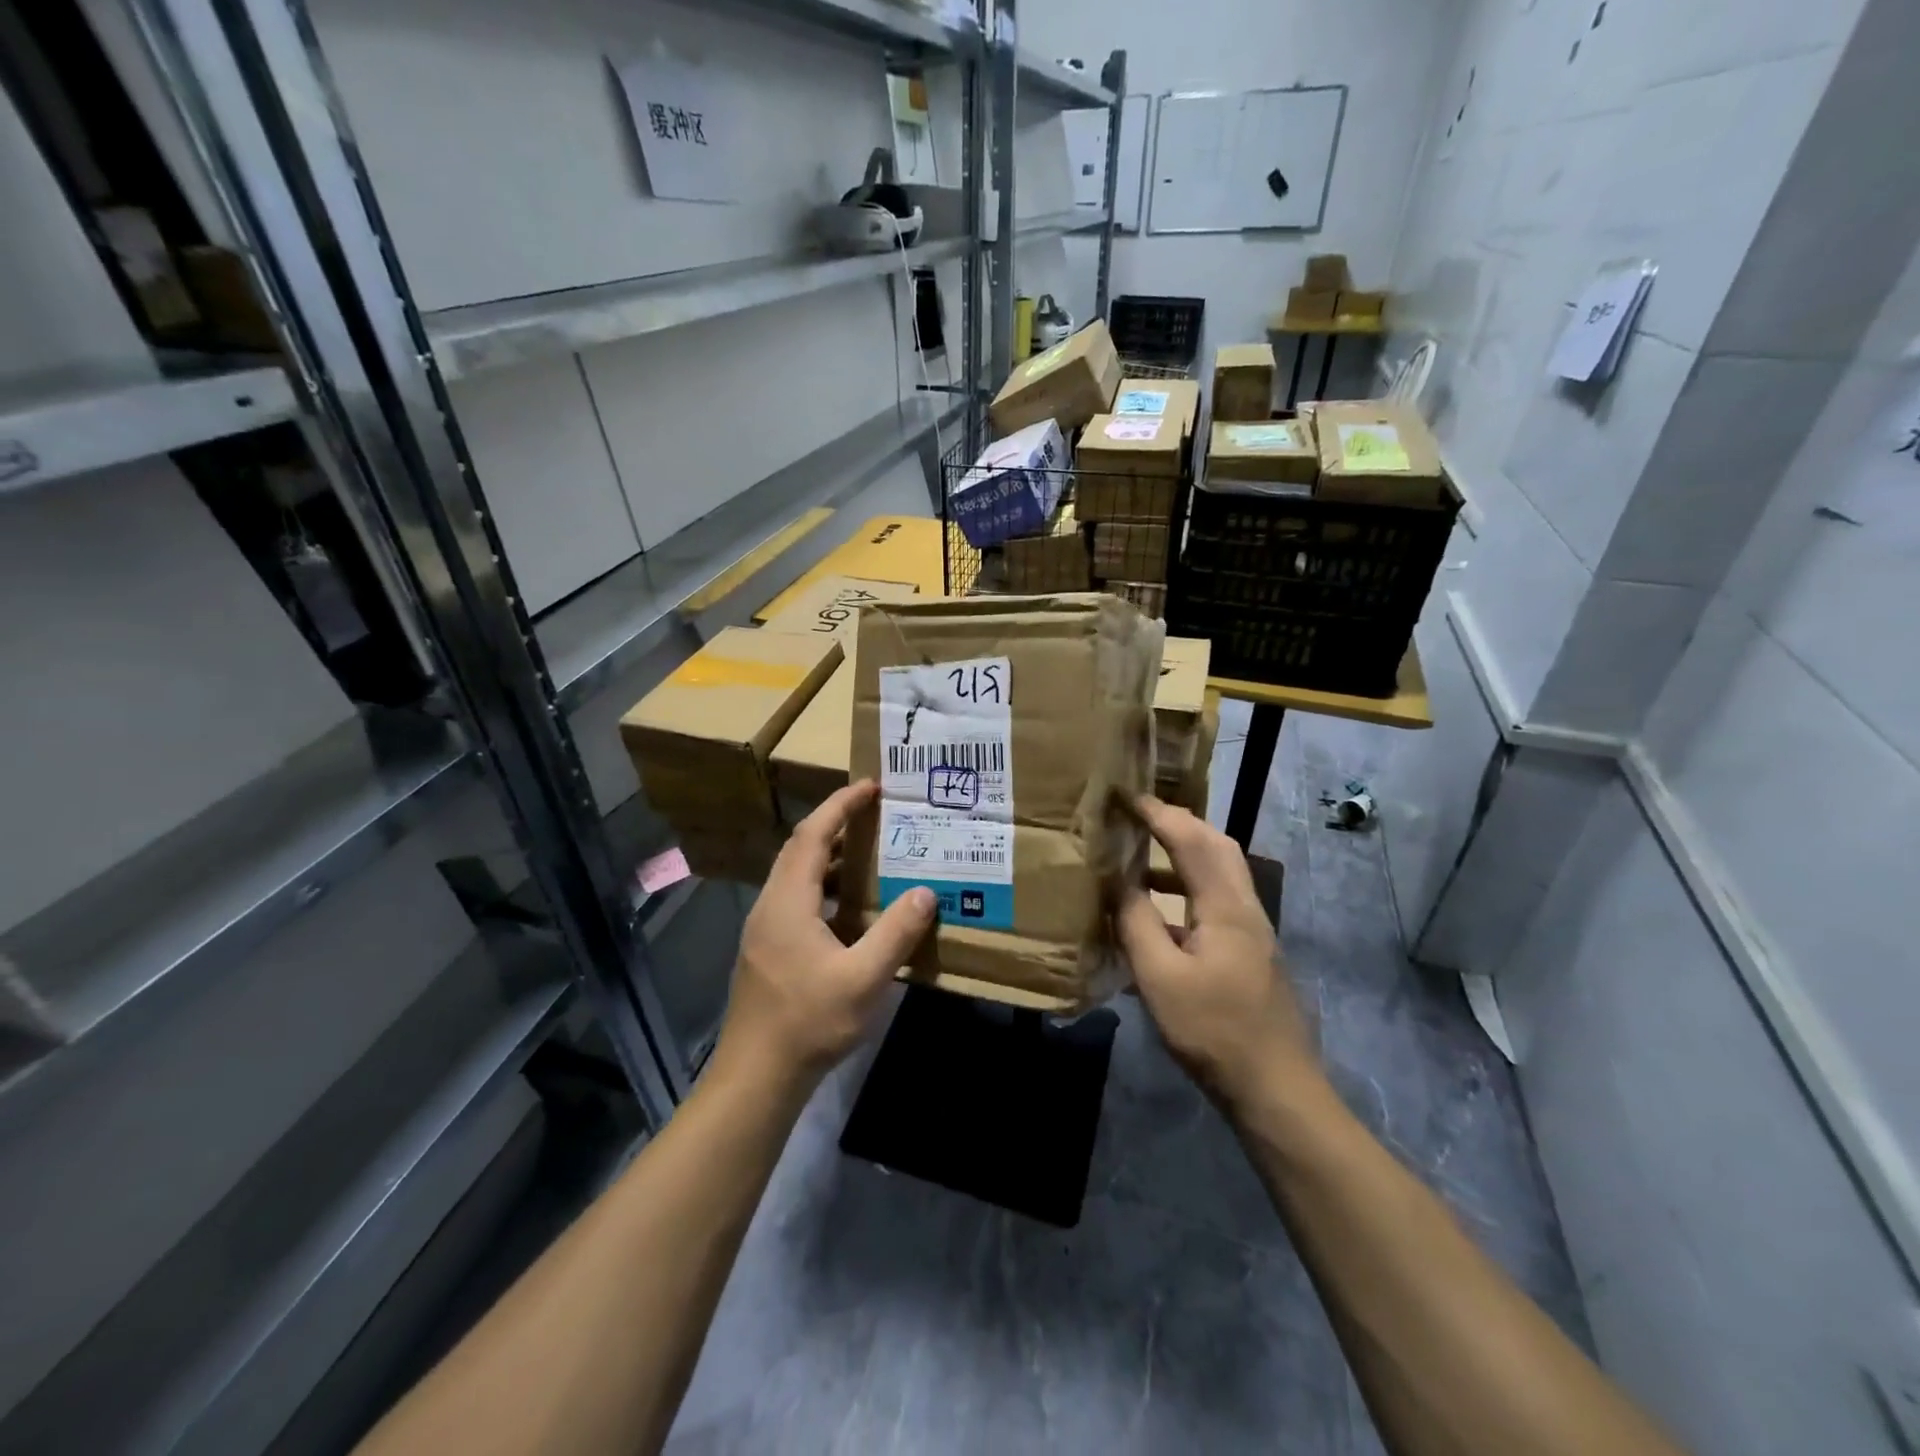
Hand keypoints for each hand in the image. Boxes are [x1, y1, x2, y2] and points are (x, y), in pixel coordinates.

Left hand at [715, 780, 934, 1089]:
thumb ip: (895, 933)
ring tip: (868, 855)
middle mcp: (770, 906)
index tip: (870, 786)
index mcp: (787, 902)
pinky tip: (850, 910)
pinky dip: (824, 887)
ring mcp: (764, 929)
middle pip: (800, 849)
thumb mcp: (863, 979)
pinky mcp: (767, 950)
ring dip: (829, 858)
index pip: (812, 835)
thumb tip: (925, 893)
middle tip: (874, 815)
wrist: (756, 1076)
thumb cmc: (808, 1022)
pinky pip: (796, 899)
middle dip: (835, 824)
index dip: (840, 806)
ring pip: (796, 876)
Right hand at [1117, 796, 1316, 1110]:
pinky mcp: (1251, 952)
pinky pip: (1218, 897)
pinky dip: (1188, 885)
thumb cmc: (1213, 1030)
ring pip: (1220, 871)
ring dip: (1183, 853)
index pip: (1190, 839)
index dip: (1157, 813)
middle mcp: (1245, 907)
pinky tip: (1161, 912)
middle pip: (1216, 845)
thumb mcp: (1160, 977)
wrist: (1275, 1087)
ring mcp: (1253, 930)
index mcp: (1225, 906)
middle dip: (1177, 823)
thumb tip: (1118, 881)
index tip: (1124, 796)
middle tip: (1137, 817)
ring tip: (1141, 857)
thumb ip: (1136, 922)